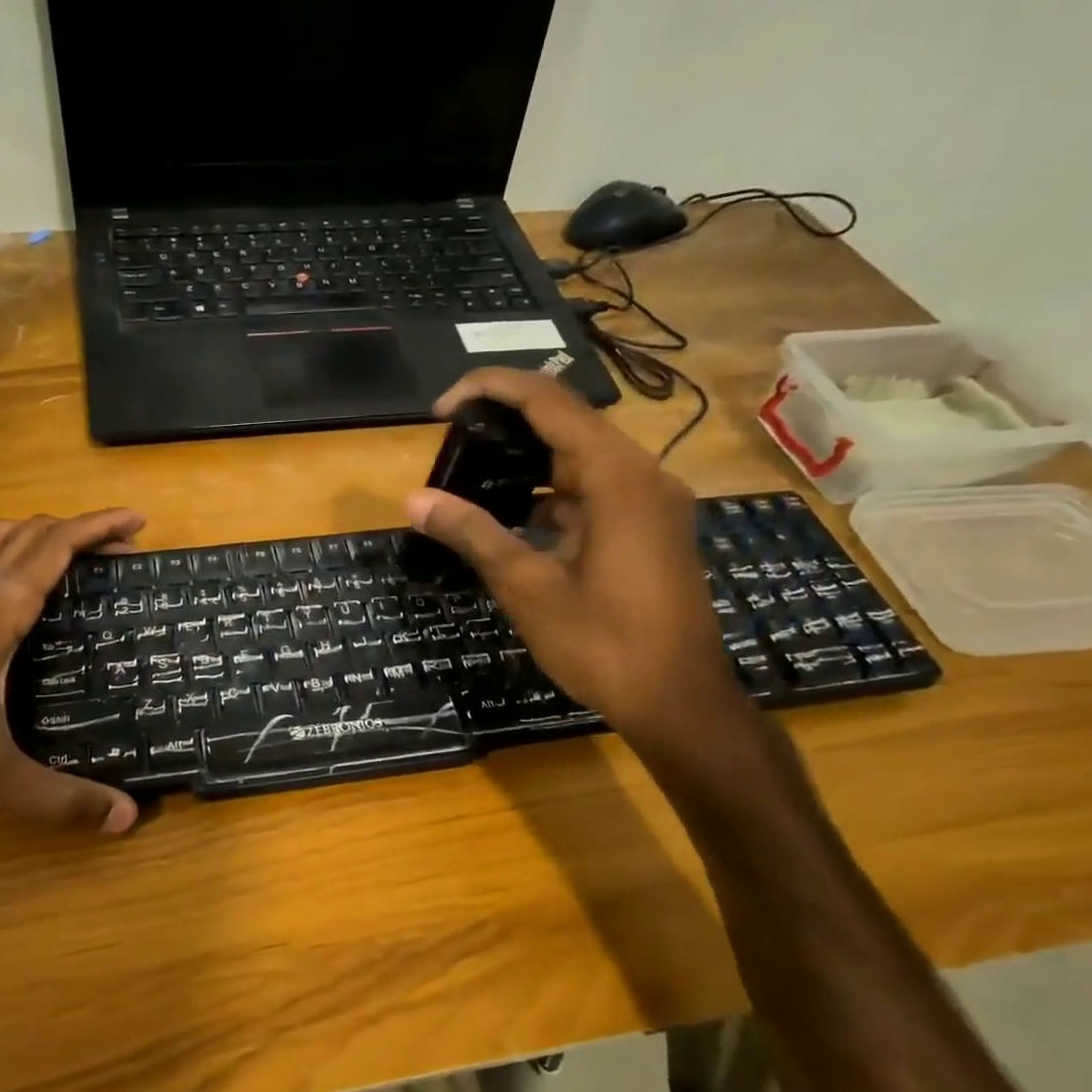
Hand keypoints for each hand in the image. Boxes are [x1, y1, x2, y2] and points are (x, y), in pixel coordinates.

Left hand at [0, 509, 146, 831]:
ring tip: (81, 555)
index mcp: (0, 607)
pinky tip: (26, 588)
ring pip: (5, 537)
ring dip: (47, 533)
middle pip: (35, 531)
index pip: (57, 545)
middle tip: (125, 548)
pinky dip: (18, 551)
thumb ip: (56, 797)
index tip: (139, 519)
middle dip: (84, 529)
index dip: (100, 527)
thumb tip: (126, 818)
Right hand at [403, 367, 738, 740]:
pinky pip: (594, 493)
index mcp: (617, 476)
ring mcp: (650, 503)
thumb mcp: (528, 586)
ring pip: (580, 460)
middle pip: (567, 424)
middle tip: (451, 443)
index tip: (441, 408)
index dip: (491, 389)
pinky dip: (551, 496)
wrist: (678, 702)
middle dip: (505, 425)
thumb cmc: (603, 643)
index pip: (549, 401)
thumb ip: (472, 534)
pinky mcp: (649, 530)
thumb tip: (414, 500)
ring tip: (471, 477)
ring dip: (527, 463)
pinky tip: (512, 520)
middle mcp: (641, 475)